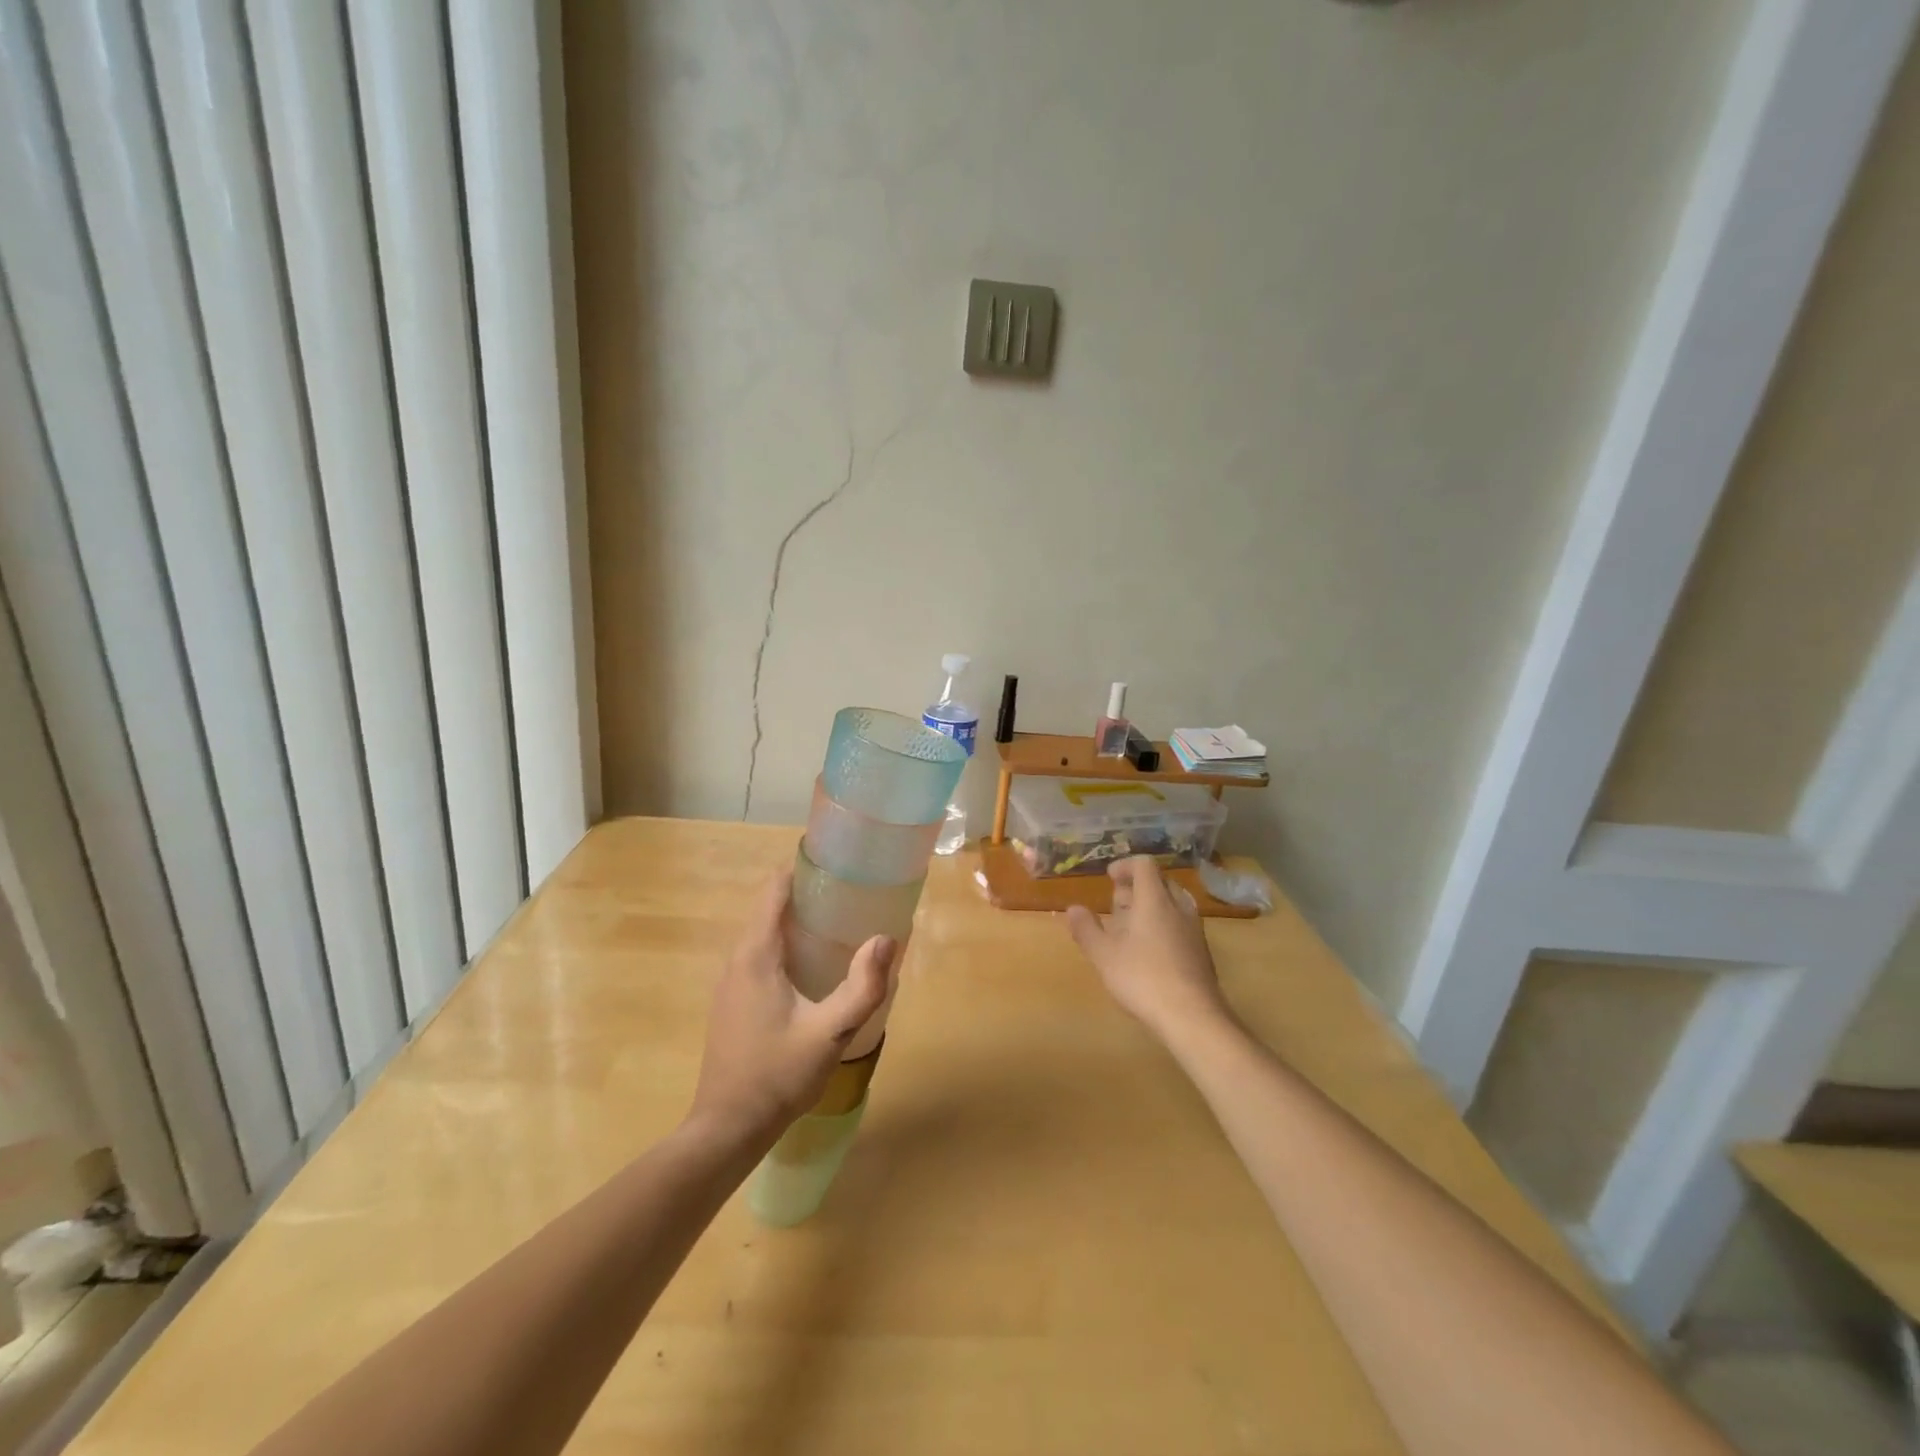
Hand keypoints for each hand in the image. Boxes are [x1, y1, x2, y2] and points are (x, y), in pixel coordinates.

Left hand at [689, 870, 895, 1141]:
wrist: (728, 1128)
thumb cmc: (778, 1075)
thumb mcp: (830, 1033)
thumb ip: (862, 987)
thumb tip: (886, 938)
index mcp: (756, 954)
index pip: (774, 890)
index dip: (803, 869)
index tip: (839, 865)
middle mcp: (737, 959)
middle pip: (770, 908)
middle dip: (809, 895)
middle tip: (852, 896)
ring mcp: (730, 981)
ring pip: (765, 933)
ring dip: (798, 922)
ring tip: (841, 925)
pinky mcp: (732, 1001)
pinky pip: (760, 955)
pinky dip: (787, 945)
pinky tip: (815, 966)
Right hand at [1067, 857, 1228, 1039]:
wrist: (1192, 1017)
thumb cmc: (1143, 978)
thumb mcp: (1104, 955)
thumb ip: (1086, 929)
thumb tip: (1072, 908)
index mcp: (1155, 900)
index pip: (1144, 865)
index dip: (1125, 866)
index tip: (1109, 878)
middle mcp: (1178, 907)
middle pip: (1160, 882)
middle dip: (1136, 887)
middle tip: (1117, 905)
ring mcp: (1194, 930)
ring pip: (1172, 903)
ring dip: (1151, 907)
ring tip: (1130, 928)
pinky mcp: (1202, 952)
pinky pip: (1181, 924)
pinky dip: (1163, 925)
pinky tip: (1149, 952)